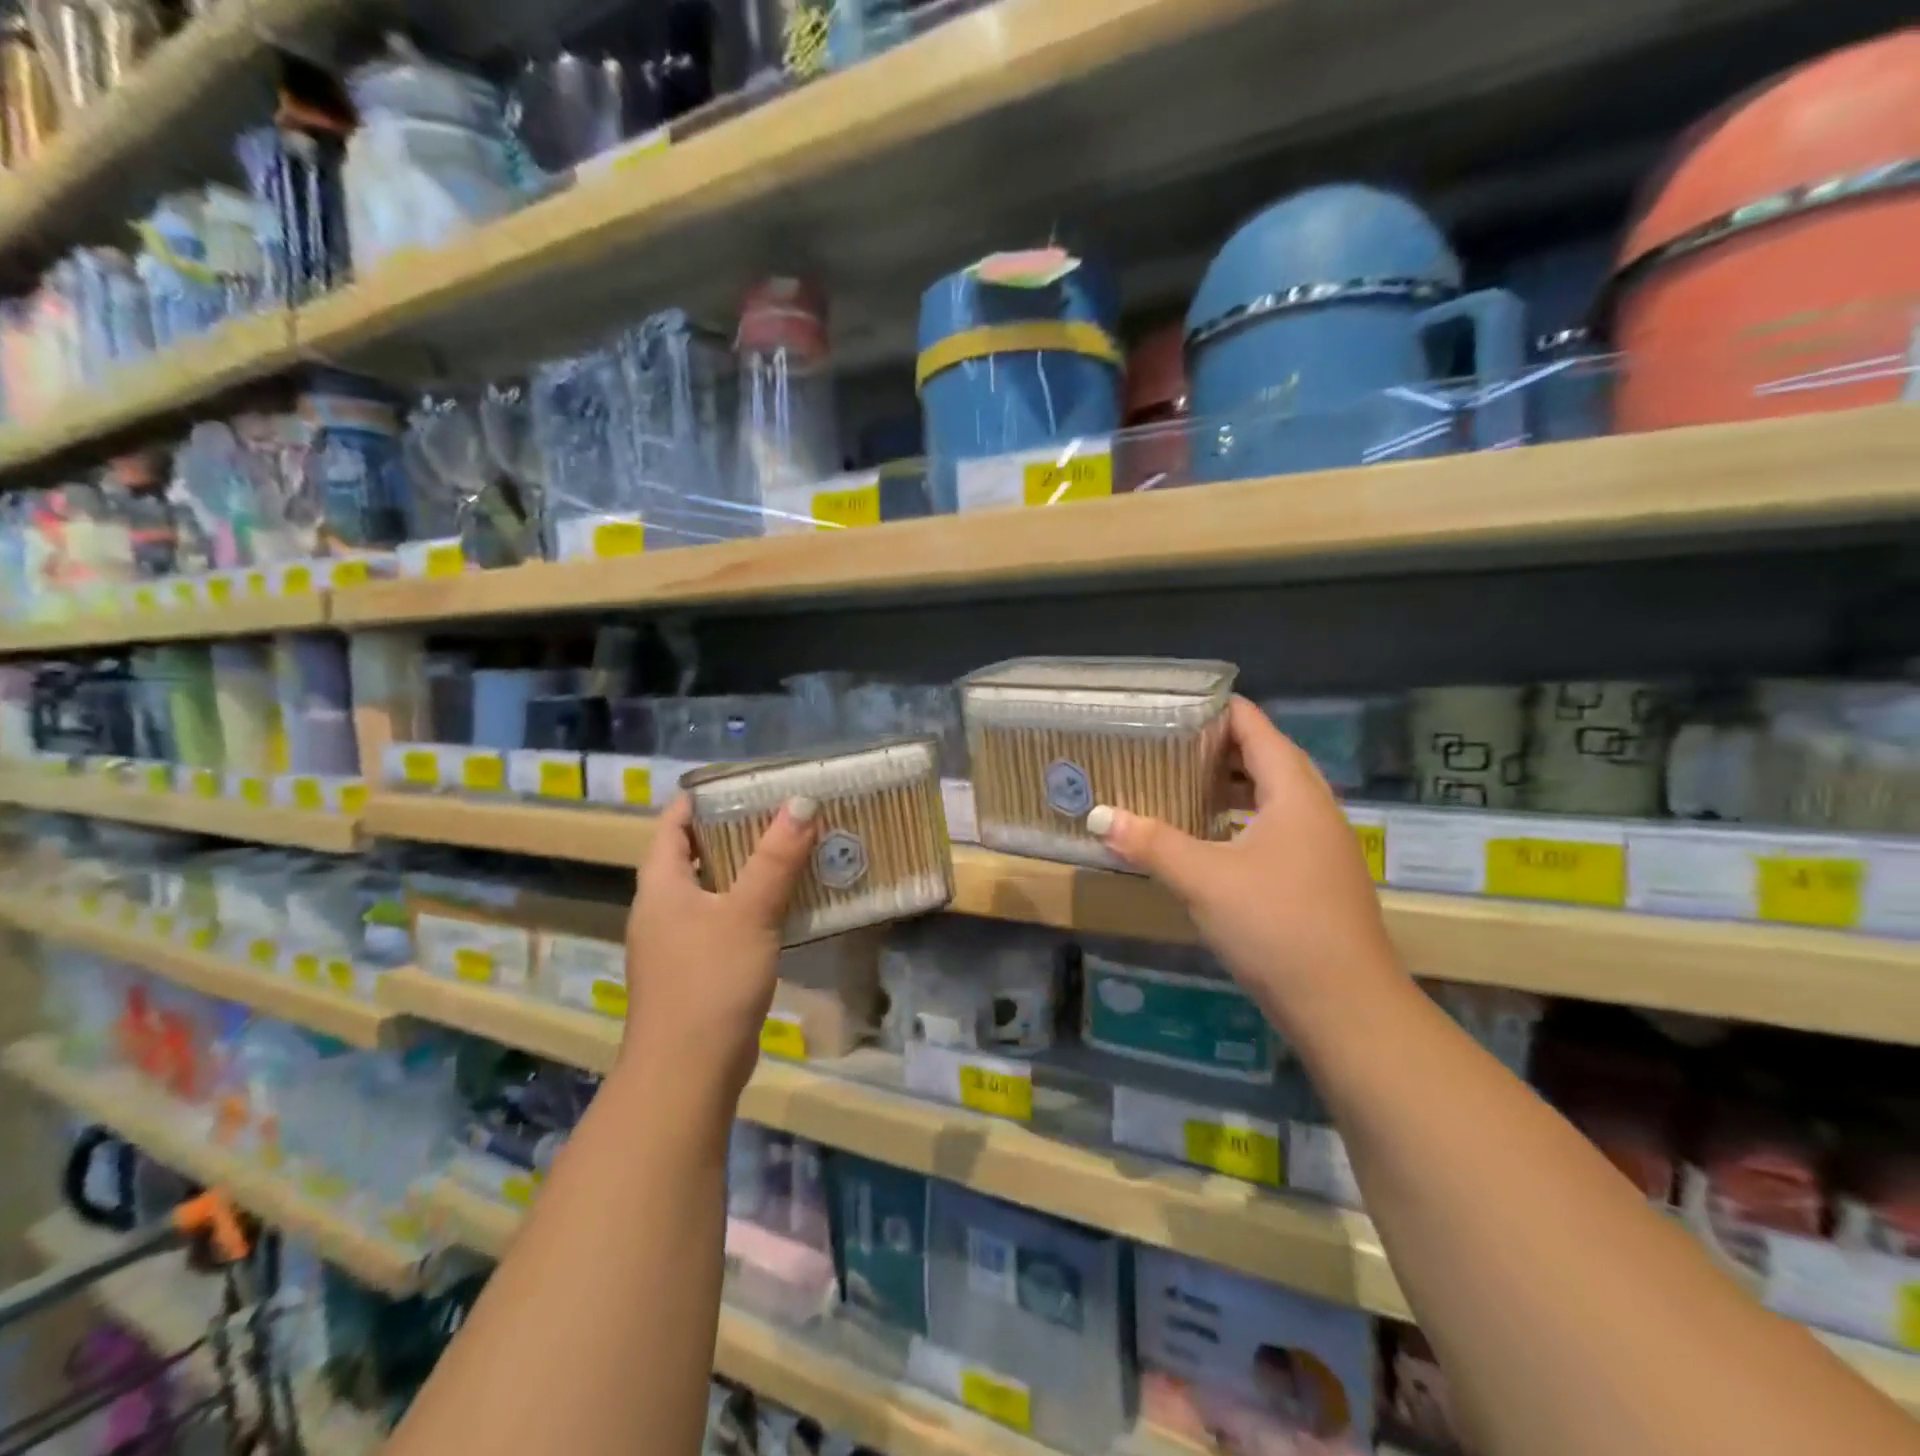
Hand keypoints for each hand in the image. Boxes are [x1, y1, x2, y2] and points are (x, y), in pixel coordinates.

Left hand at [621, 794, 818, 1101]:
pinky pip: (725, 922)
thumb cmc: (710, 981)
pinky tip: (787, 905)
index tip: (743, 782)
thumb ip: (776, 858)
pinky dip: (752, 906)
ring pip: (714, 890)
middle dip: (734, 831)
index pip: (673, 824)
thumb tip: (801, 802)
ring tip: (793, 850)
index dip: (701, 798)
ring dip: (748, 870)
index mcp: (660, 886)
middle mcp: (663, 909)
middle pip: (695, 854)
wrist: (687, 1073)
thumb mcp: (748, 912)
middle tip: (781, 812)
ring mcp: (678, 943)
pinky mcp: (698, 970)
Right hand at [1086, 697, 1403, 1029]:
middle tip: (1167, 743)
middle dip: (1219, 745)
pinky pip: (1276, 826)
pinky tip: (1210, 838)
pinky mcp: (1318, 876)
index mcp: (1295, 792)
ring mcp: (1321, 845)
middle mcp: (1315, 808)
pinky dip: (1242, 818)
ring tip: (1182, 782)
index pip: (1256, 727)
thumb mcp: (1204, 880)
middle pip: (1267, 756)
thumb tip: (1100, 817)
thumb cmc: (1277, 926)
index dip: (1217, 709)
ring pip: (1273, 794)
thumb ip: (1151, 843)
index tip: (1171, 706)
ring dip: (1232, 784)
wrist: (1346, 1007)